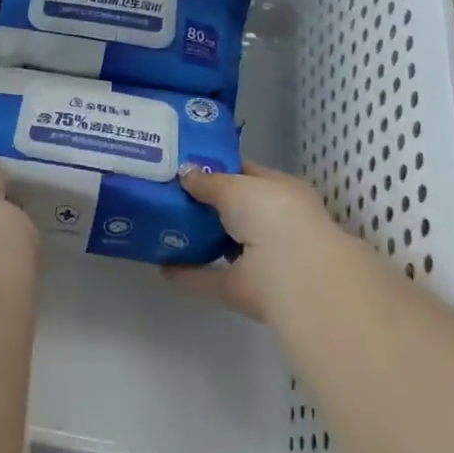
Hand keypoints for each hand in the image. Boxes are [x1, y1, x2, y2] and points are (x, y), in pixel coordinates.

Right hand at [166, 163, 348, 320]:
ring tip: (160, 224)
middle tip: (165, 190)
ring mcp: (259, 259)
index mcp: (281, 191)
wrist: (294, 279)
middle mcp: (273, 224)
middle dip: (203, 201)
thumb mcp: (236, 186)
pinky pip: (209, 276)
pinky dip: (188, 272)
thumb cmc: (272, 216)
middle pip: (232, 209)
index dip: (218, 167)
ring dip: (196, 237)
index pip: (247, 173)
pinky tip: (162, 263)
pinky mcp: (242, 289)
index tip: (185, 163)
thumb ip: (209, 180)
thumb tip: (185, 173)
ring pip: (221, 243)